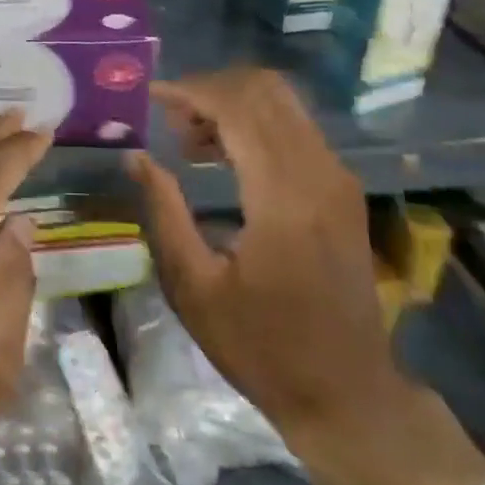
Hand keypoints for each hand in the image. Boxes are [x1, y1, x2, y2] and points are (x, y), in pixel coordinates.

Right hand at [129, 69, 392, 439]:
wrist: (348, 394)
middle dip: (210, 89)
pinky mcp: (342, 189)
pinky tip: (221, 155)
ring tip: (188, 138)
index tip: (150, 97)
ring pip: (282, 103)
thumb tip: (136, 156)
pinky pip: (294, 127)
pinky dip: (253, 123)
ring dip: (232, 104)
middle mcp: (319, 174)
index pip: (238, 107)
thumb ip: (164, 211)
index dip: (190, 91)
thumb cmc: (262, 348)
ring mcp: (337, 179)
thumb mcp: (194, 287)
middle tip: (170, 120)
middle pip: (265, 90)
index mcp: (283, 198)